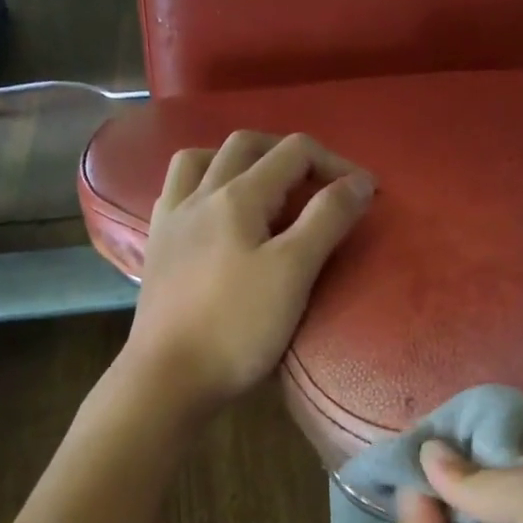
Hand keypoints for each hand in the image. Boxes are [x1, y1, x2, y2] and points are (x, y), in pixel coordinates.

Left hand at [122, 131, 374, 414]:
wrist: (168, 377)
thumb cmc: (237, 327)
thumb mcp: (293, 272)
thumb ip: (327, 220)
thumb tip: (358, 181)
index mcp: (237, 196)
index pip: (293, 153)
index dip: (336, 164)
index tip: (365, 194)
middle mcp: (199, 195)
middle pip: (246, 146)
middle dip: (289, 153)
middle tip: (318, 181)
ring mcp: (171, 220)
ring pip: (201, 160)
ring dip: (237, 159)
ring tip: (262, 183)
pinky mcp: (157, 247)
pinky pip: (176, 192)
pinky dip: (203, 184)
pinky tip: (213, 210)